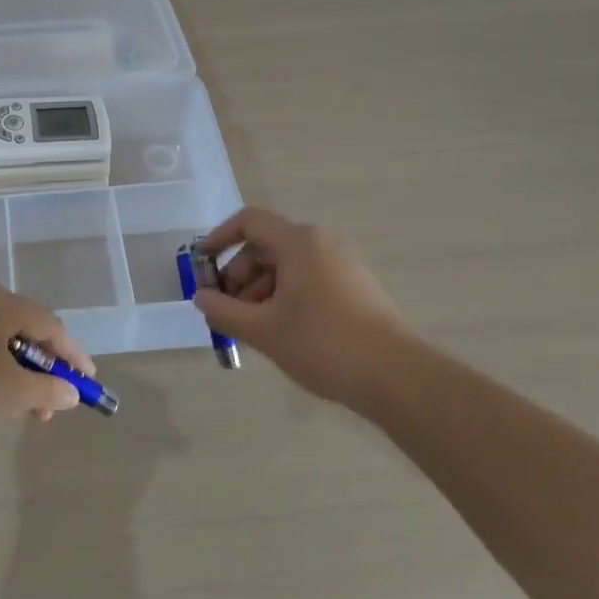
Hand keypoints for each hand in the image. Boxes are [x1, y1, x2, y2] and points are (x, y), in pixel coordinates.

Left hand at [0, 284, 90, 440]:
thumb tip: (70, 392)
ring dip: (19, 371)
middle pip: (25, 328)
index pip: (51, 324)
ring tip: (26, 409)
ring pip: (0, 338)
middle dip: (44, 367)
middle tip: (54, 402)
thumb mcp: (11, 392)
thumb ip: (47, 389)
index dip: (72, 354)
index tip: (87, 382)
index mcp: (2, 302)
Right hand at [192, 207, 410, 413]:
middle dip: (239, 275)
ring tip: (251, 328)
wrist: (396, 377)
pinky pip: (307, 280)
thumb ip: (223, 311)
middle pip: (265, 246)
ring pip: (286, 266)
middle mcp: (321, 243)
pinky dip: (284, 297)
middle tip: (226, 310)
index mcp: (298, 242)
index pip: (249, 221)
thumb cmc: (322, 344)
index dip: (220, 238)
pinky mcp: (354, 288)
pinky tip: (280, 332)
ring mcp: (342, 265)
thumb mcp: (262, 330)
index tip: (202, 265)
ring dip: (259, 291)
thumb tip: (202, 297)